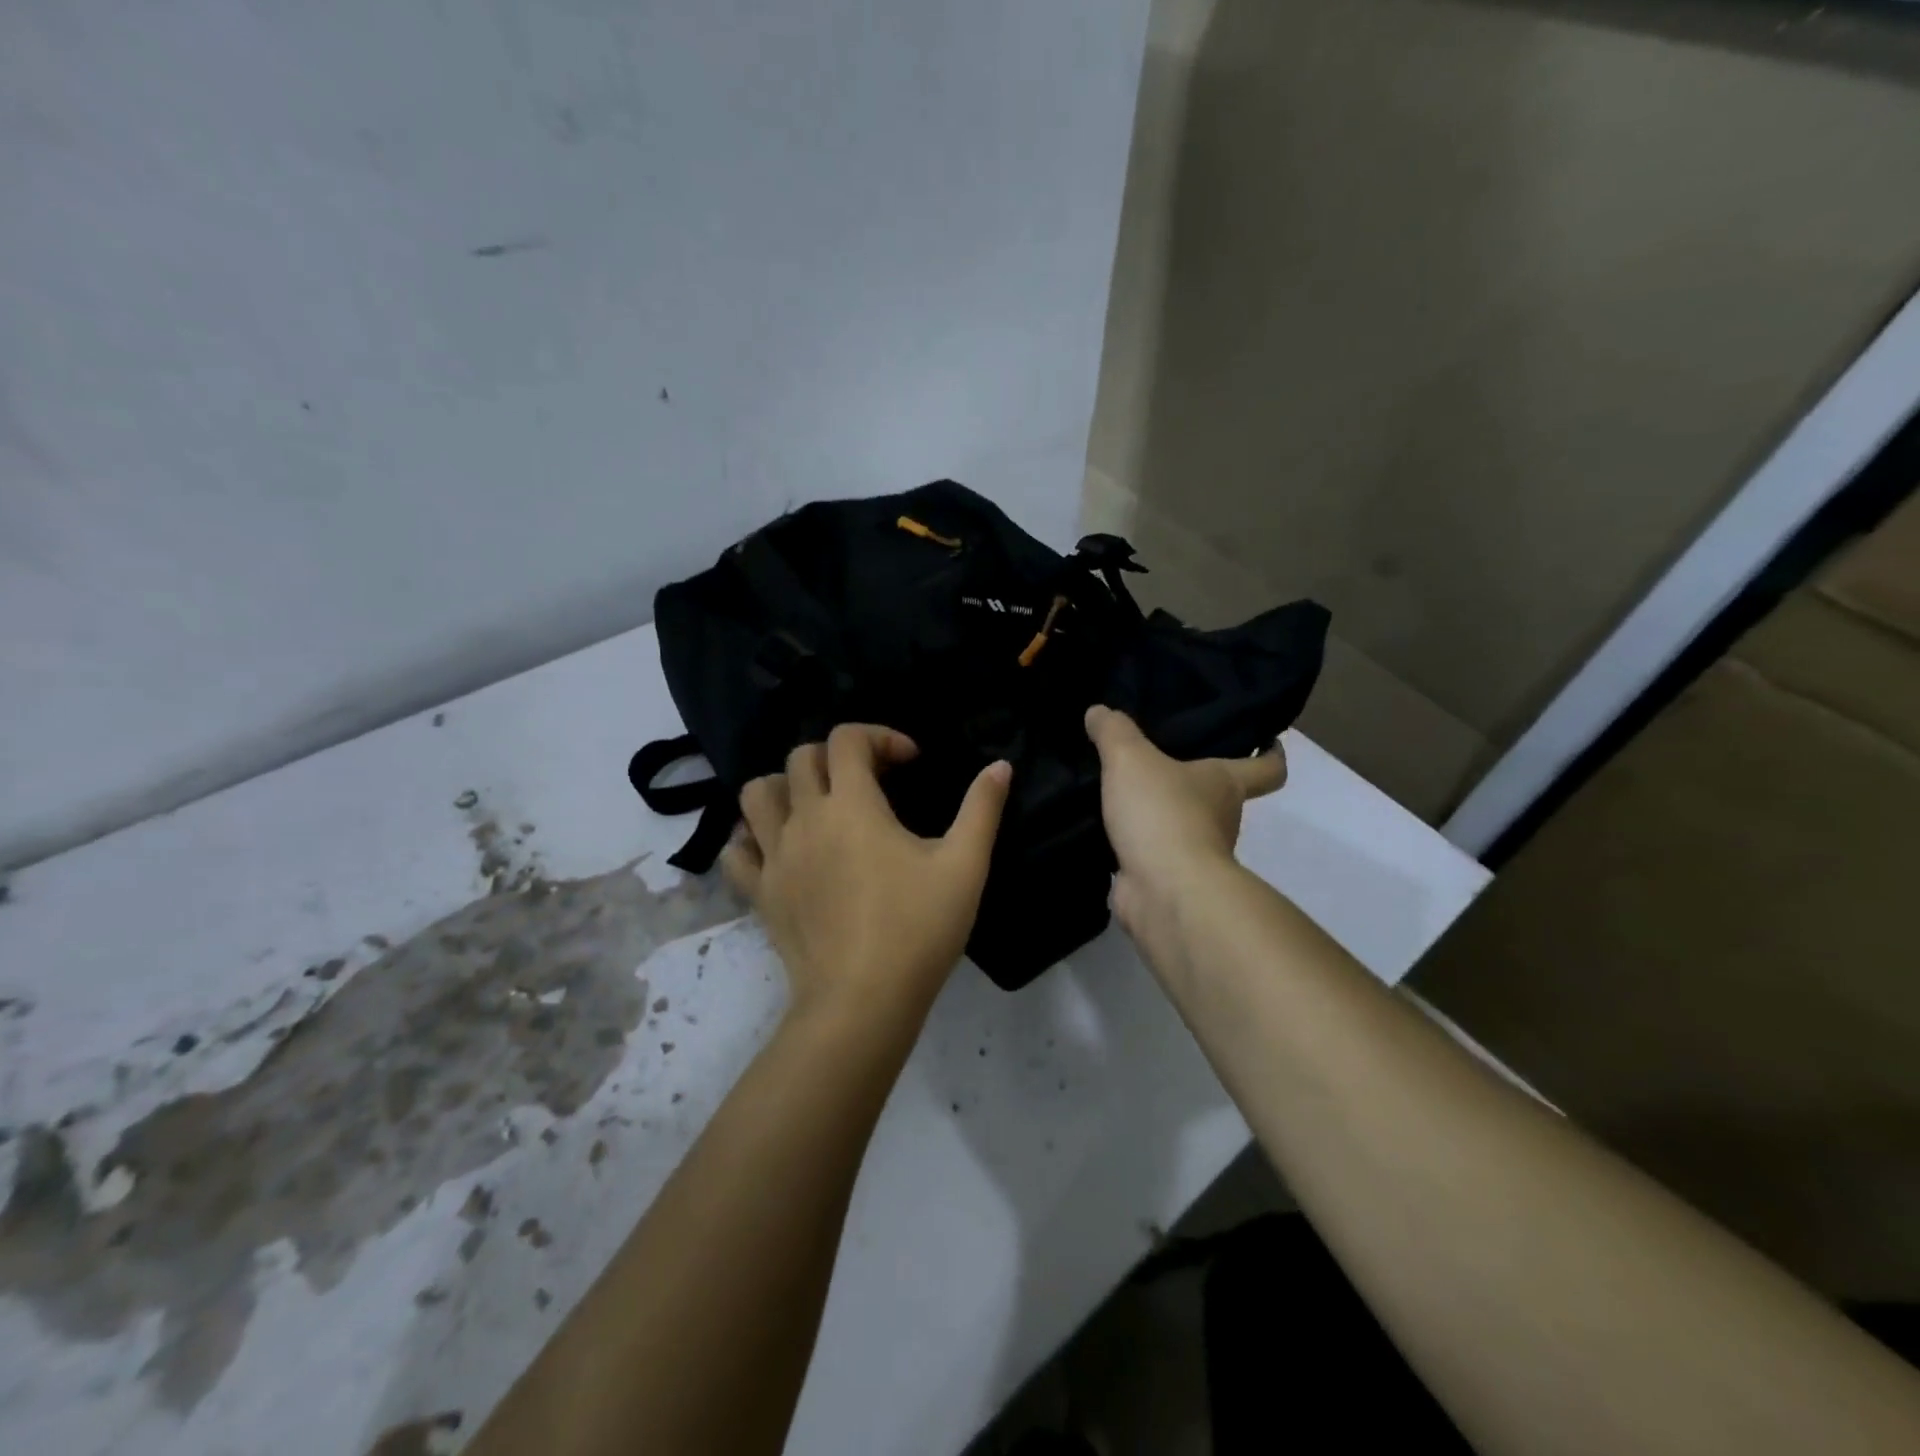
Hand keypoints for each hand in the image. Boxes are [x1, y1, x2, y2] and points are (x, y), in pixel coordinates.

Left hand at [722, 724, 1011, 1035]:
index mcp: (852, 805)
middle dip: (836, 755)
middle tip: (870, 781)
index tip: (910, 762)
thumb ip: (982, 809)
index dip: (880, 736)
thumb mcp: (965, 865)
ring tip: (818, 806)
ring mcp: (775, 856)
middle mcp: (805, 819)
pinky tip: (780, 849)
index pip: (848, 739)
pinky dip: (753, 838)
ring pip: (757, 795)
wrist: (862, 1001)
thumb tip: (1000, 765)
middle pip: (801, 758)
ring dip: (785, 787)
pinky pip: (738, 851)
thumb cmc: (917, 928)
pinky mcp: (760, 893)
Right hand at [1084, 705, 1284, 960]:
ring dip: (1160, 814)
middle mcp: (1221, 819)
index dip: (1271, 753)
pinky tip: (1107, 827)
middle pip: (1220, 795)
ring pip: (1182, 825)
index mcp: (1227, 784)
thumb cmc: (1163, 814)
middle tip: (1158, 757)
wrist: (1162, 891)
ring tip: (1121, 790)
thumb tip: (1099, 712)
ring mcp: (1195, 854)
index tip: (1267, 739)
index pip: (1267, 767)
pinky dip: (1135, 844)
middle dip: (1195, 780)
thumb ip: (1114, 731)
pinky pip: (1152, 853)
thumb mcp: (1131, 758)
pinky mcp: (1166, 879)